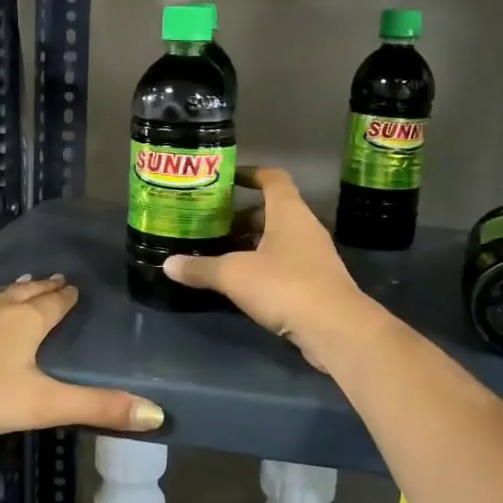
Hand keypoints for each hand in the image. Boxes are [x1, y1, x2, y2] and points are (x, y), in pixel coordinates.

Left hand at [0, 276, 165, 438]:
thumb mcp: (41, 406)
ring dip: (5, 290)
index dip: (66, 297)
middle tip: (52, 280)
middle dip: (40, 287)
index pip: (55, 303)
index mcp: (25, 322)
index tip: (74, 288)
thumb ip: (96, 407)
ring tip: (13, 286)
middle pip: (24, 292)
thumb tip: (156, 413)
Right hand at [162, 167, 375, 369]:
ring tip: (218, 253)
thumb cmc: (285, 285)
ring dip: (250, 244)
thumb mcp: (234, 275)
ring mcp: (313, 256)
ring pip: (277, 240)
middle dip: (240, 217)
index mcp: (289, 212)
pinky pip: (283, 265)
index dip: (251, 174)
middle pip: (271, 212)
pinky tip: (239, 283)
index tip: (227, 178)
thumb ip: (201, 268)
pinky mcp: (315, 283)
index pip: (273, 178)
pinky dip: (261, 267)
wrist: (335, 328)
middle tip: (210, 224)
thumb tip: (167, 264)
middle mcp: (304, 228)